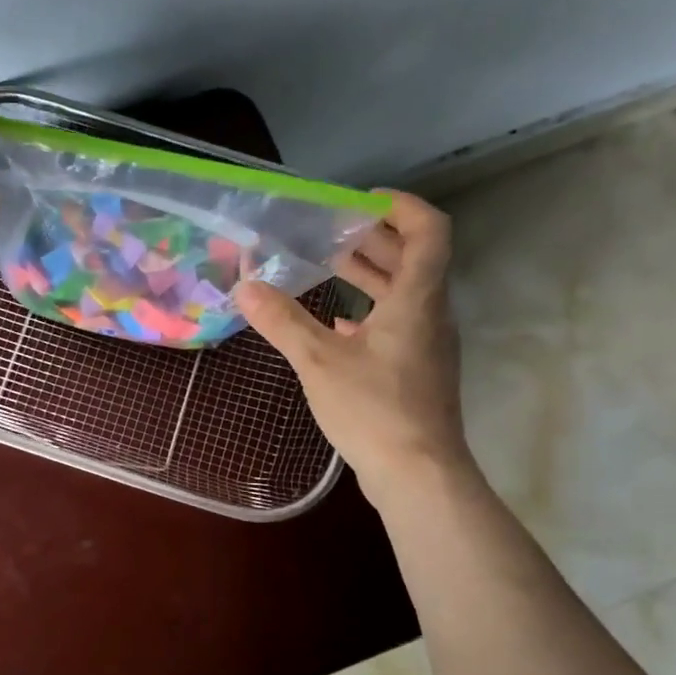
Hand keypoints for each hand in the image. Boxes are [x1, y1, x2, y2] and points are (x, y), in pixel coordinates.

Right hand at [236, 192, 468, 496]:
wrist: (417, 473)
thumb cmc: (374, 409)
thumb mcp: (320, 362)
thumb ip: (283, 322)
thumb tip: (244, 287)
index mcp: (417, 300)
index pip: (429, 231)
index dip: (402, 207)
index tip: (364, 200)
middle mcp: (430, 314)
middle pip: (415, 260)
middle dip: (375, 239)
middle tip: (331, 231)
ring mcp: (427, 345)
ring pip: (405, 294)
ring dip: (372, 275)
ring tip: (329, 266)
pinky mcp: (417, 372)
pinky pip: (397, 325)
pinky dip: (369, 313)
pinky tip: (338, 324)